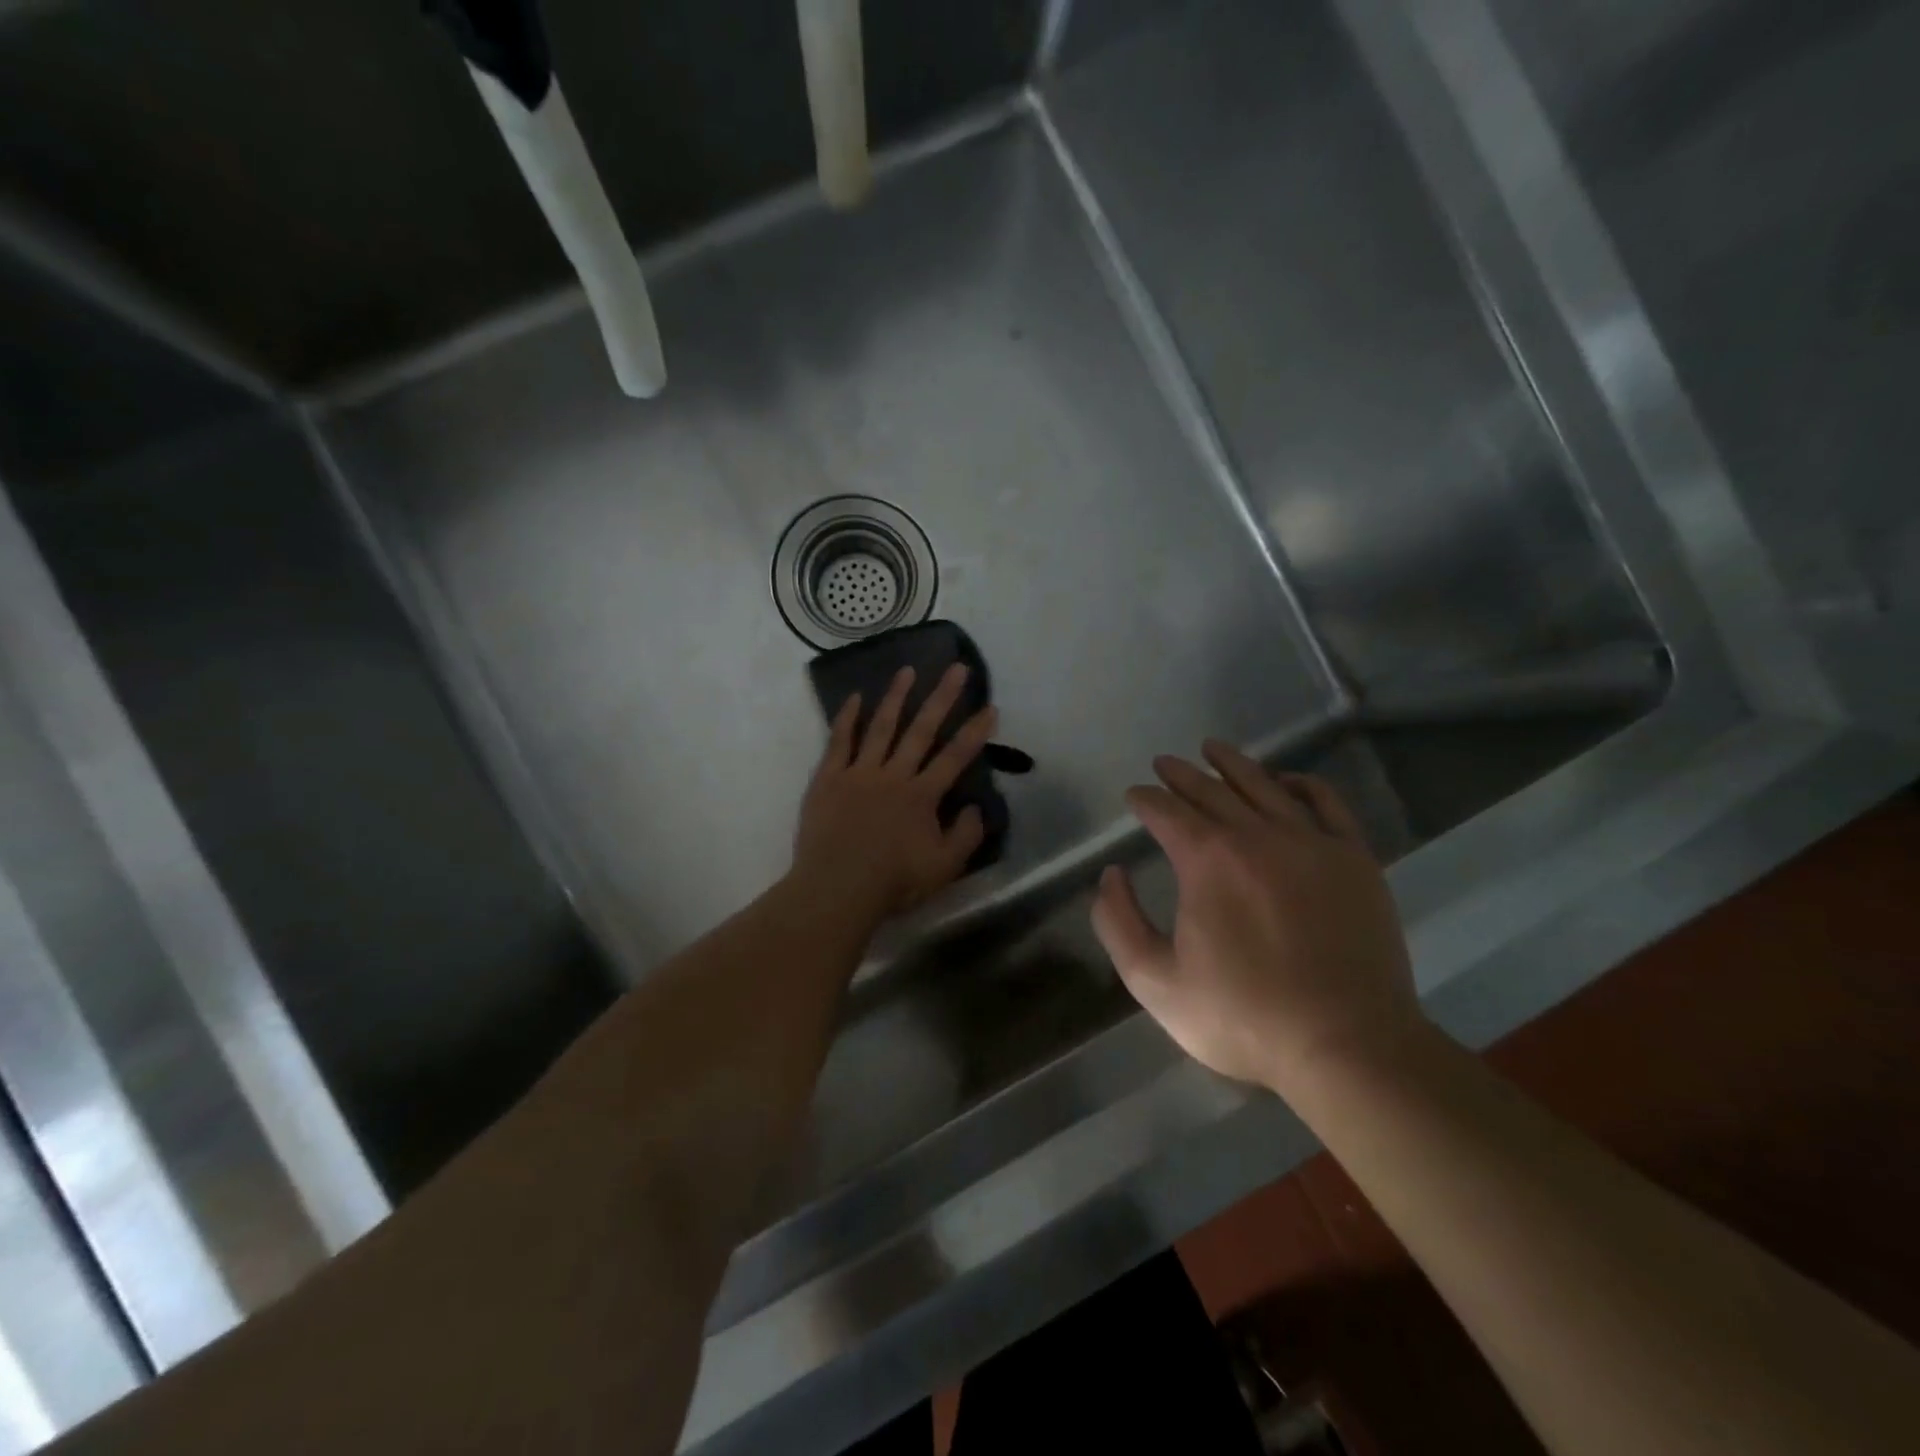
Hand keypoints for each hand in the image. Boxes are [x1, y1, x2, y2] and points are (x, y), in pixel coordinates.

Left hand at [791, 664, 997, 921]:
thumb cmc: (893, 881)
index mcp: (922, 795)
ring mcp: (859, 773)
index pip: (955, 757)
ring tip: (908, 670)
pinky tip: (855, 697)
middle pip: (921, 730)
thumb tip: (976, 807)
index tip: (989, 707)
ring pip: (881, 727)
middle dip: (941, 698)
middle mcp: (893, 775)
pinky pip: (839, 741)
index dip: (974, 732)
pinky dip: (847, 718)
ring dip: (896, 697)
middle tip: (956, 668)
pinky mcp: (828, 778)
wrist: (837, 888)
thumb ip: (966, 835)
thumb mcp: (944, 868)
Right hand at [1091, 740, 1421, 1093]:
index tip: (1134, 796)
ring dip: (1232, 764)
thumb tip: (1111, 875)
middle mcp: (1256, 835)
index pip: (1166, 811)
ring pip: (1264, 785)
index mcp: (1206, 859)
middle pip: (1211, 789)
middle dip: (1180, 775)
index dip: (1144, 799)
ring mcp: (1311, 842)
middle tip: (1164, 764)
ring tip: (1213, 749)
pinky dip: (1301, 784)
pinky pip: (1325, 803)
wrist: (1347, 1045)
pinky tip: (1285, 780)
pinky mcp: (1354, 859)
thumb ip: (1118, 923)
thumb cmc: (1243, 1016)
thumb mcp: (1154, 982)